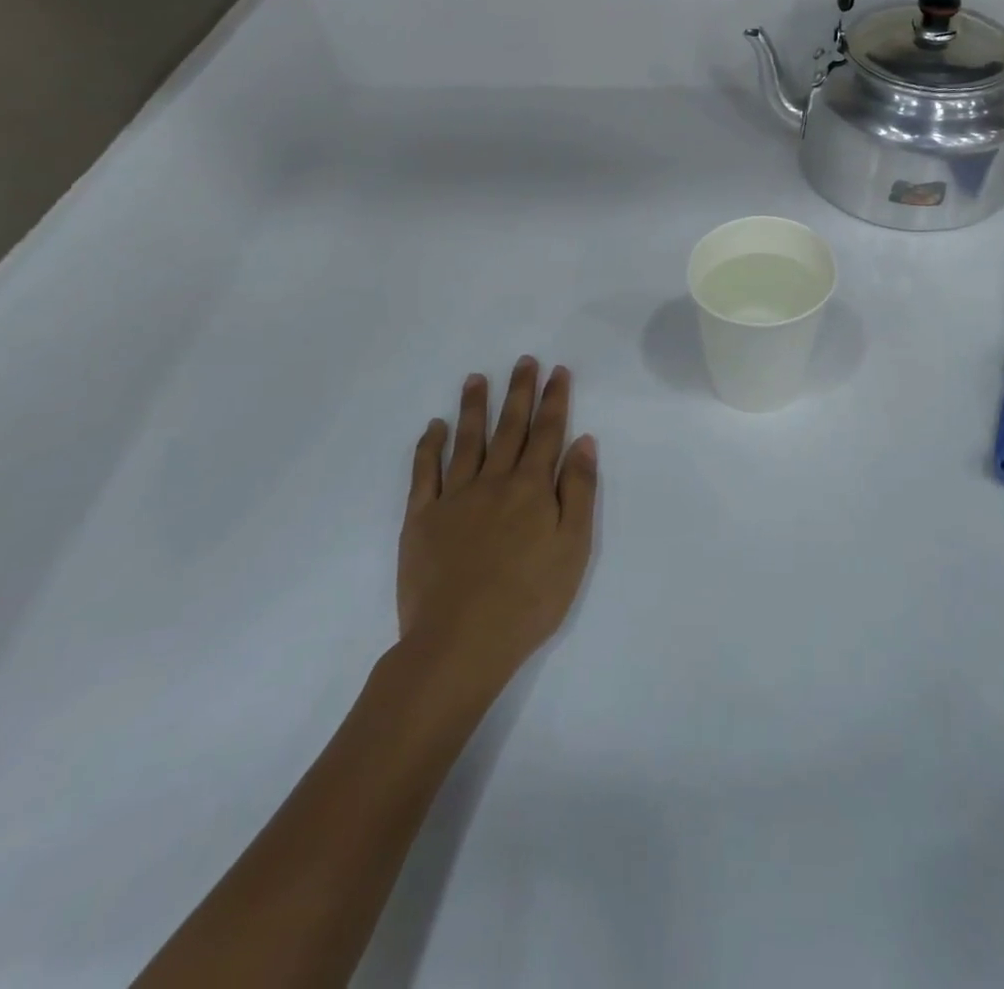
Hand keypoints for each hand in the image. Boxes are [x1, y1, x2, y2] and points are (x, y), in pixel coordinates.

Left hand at [399, 357, 597, 683]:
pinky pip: (425, 472)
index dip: (554, 400)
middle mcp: (493, 481)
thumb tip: (583, 441)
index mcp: (531, 488)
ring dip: (474, 407)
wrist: (460, 642)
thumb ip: (578, 490)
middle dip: (519, 392)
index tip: (557, 371)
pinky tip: (434, 426)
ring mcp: (453, 497)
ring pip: (466, 440)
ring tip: (477, 378)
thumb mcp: (573, 547)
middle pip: (509, 428)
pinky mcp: (421, 519)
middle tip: (523, 361)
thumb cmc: (529, 599)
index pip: (547, 433)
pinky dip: (430, 446)